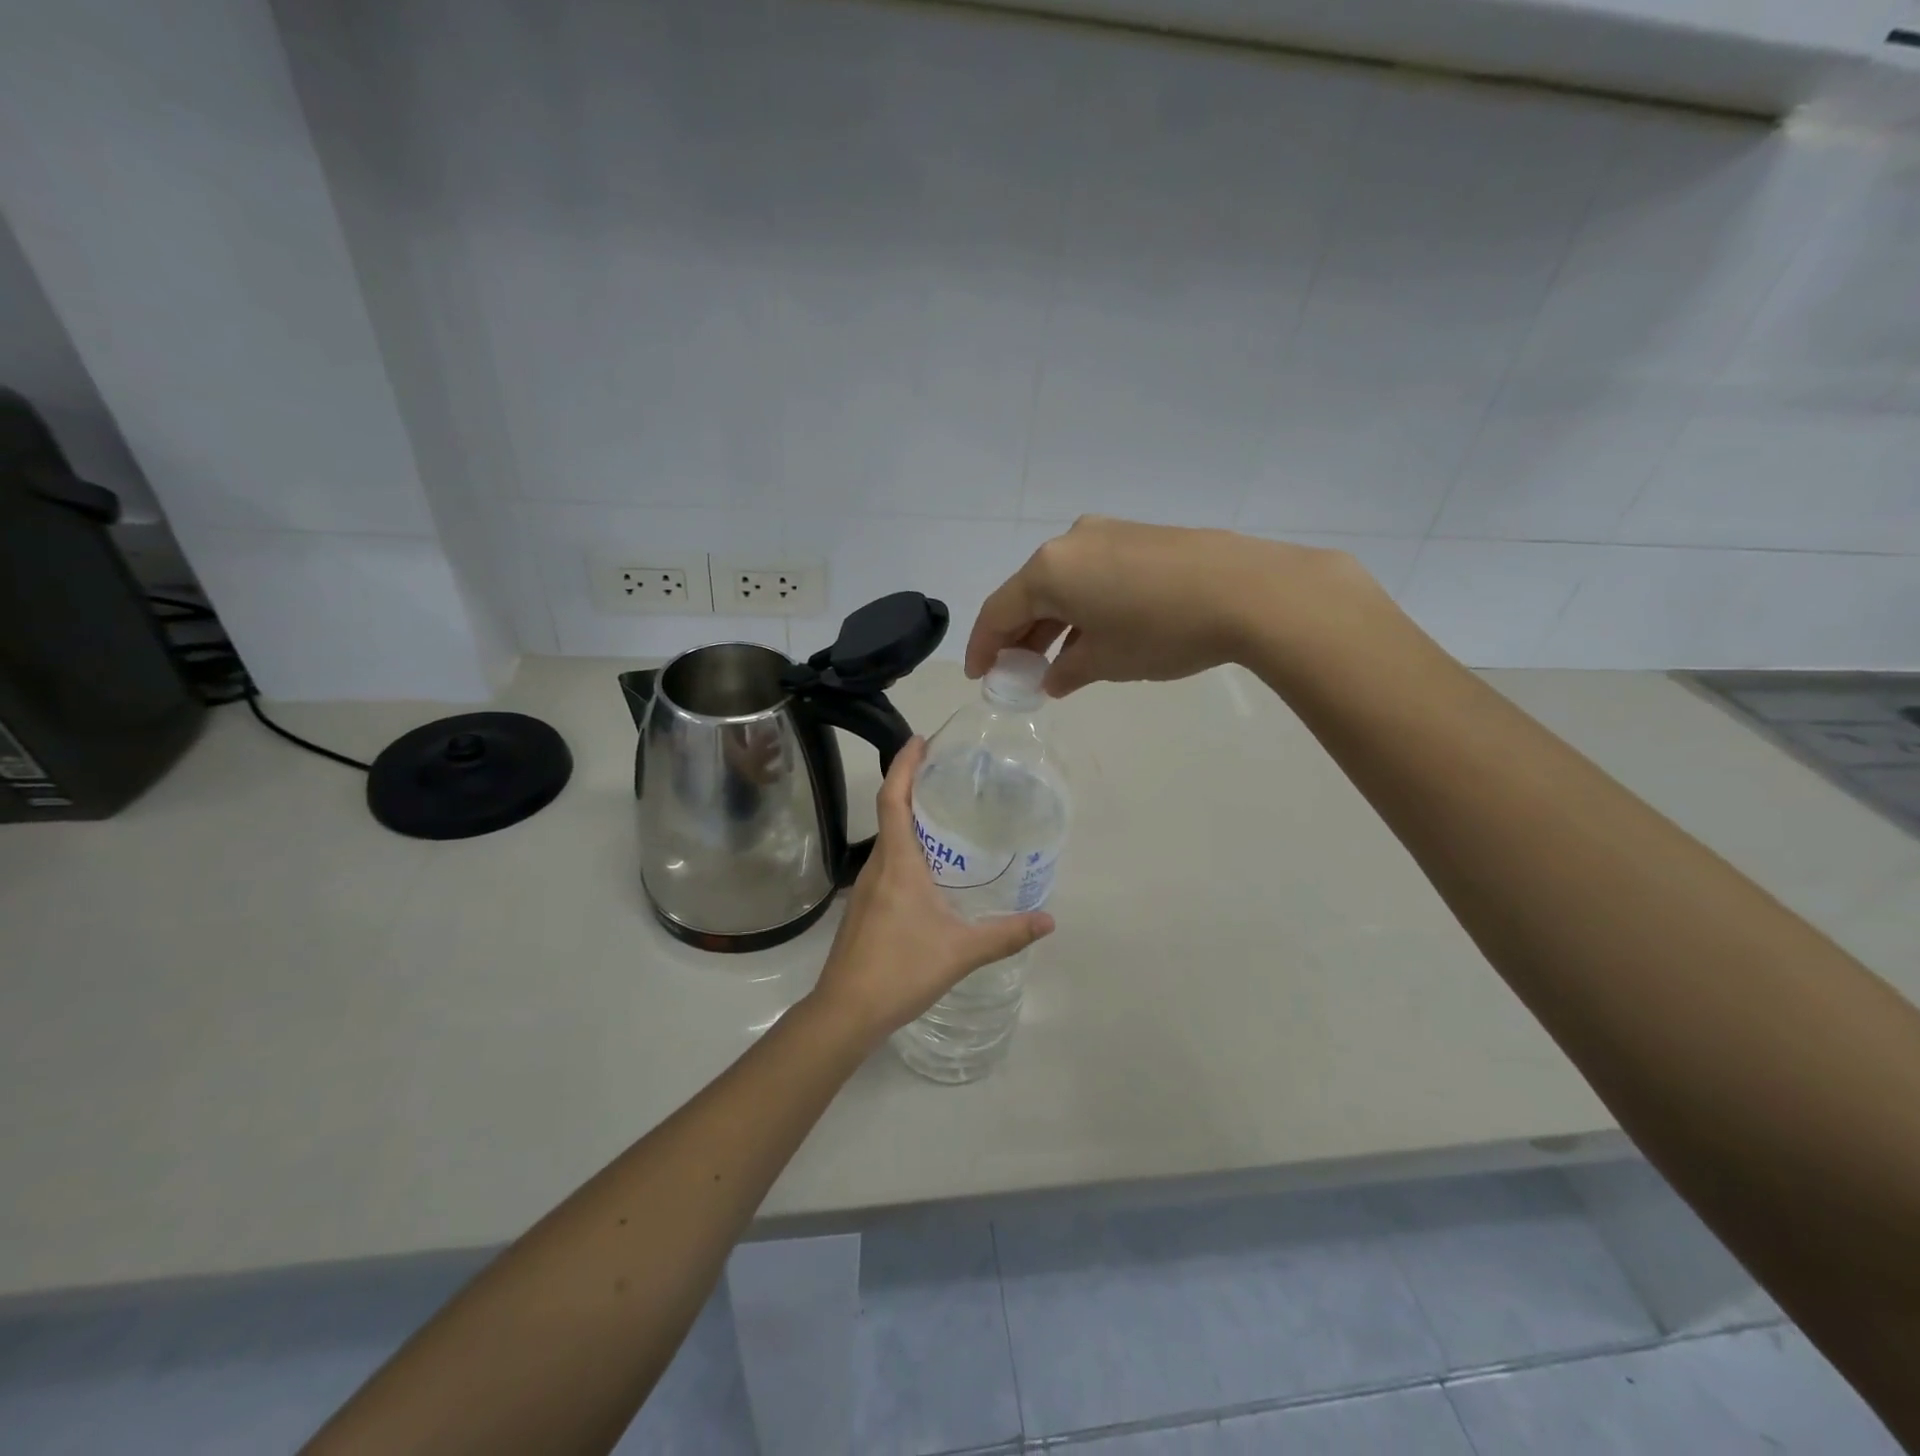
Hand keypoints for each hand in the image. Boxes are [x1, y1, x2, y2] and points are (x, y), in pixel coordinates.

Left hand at [804, 738, 1053, 1049]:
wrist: (846, 1011)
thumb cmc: (901, 970)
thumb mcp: (961, 951)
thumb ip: (1006, 934)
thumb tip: (1049, 921)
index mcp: (898, 863)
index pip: (894, 799)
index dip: (904, 765)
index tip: (920, 740)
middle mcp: (877, 867)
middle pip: (890, 812)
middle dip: (911, 784)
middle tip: (945, 771)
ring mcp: (865, 888)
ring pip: (887, 840)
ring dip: (909, 817)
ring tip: (943, 813)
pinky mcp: (863, 909)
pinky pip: (886, 863)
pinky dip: (905, 848)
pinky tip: (929, 868)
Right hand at [966, 515, 1375, 696]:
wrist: (1248, 591)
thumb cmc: (1161, 630)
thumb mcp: (1106, 660)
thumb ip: (1067, 671)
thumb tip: (1053, 678)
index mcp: (1049, 569)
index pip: (999, 610)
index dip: (984, 647)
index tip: (979, 676)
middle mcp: (1071, 542)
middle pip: (1029, 593)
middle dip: (1020, 636)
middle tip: (1016, 672)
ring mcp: (1108, 534)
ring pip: (1064, 583)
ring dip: (1054, 623)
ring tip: (1055, 662)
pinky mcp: (1141, 537)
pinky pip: (1094, 575)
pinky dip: (1084, 606)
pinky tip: (1095, 635)